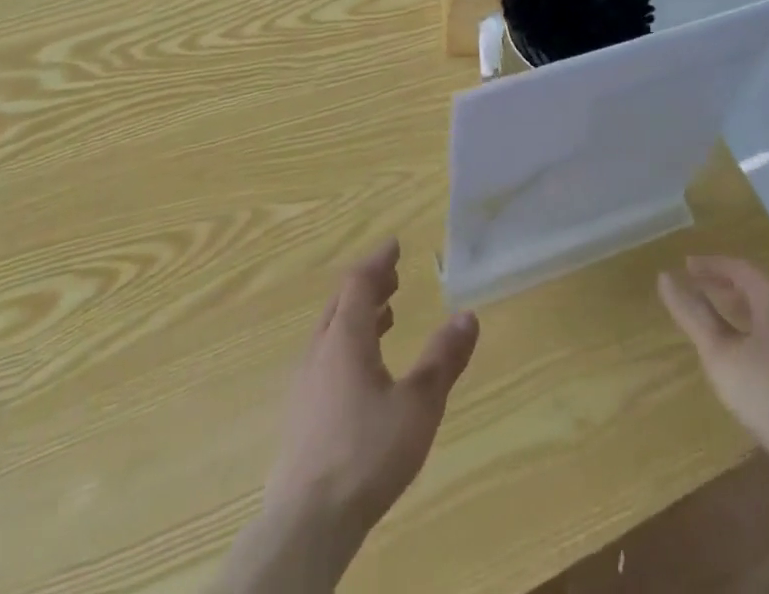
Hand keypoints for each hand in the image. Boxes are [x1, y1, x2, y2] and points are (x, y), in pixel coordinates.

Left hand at [264, 239, 479, 557]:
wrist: (306, 524)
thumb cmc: (366, 454)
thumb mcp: (418, 404)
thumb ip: (443, 358)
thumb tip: (468, 315)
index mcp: (345, 339)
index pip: (358, 282)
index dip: (378, 261)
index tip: (395, 244)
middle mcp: (319, 352)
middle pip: (341, 303)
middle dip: (368, 285)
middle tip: (393, 277)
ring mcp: (304, 385)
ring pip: (331, 332)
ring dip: (358, 315)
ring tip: (386, 316)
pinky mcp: (300, 416)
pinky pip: (325, 358)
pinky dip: (348, 344)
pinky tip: (364, 372)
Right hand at [657, 256, 768, 485]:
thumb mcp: (720, 354)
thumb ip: (693, 315)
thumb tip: (665, 277)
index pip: (740, 268)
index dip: (712, 265)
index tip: (686, 266)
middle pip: (759, 289)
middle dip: (727, 286)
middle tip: (699, 288)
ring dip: (744, 313)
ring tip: (720, 323)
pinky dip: (759, 337)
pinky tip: (749, 362)